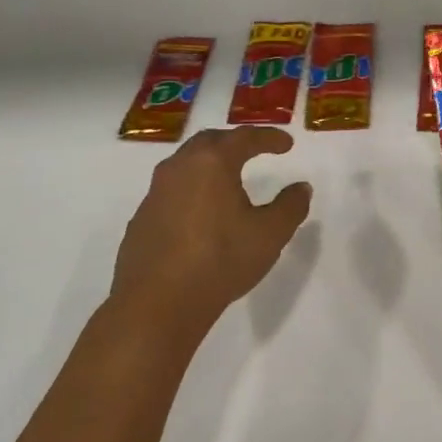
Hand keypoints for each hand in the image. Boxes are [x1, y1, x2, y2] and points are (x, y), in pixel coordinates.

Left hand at [108, 127, 311, 341]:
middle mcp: (180, 168)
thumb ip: (290, 206)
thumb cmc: (220, 260)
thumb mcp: (270, 234)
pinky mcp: (141, 219)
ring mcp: (155, 193)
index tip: (287, 144)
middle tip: (254, 150)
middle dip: (234, 142)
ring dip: (209, 164)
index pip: (244, 137)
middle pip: (209, 142)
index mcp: (212, 163)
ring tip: (228, 179)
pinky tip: (202, 213)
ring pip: (186, 164)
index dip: (269, 138)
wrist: (156, 304)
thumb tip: (301, 188)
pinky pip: (171, 191)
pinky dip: (192, 190)